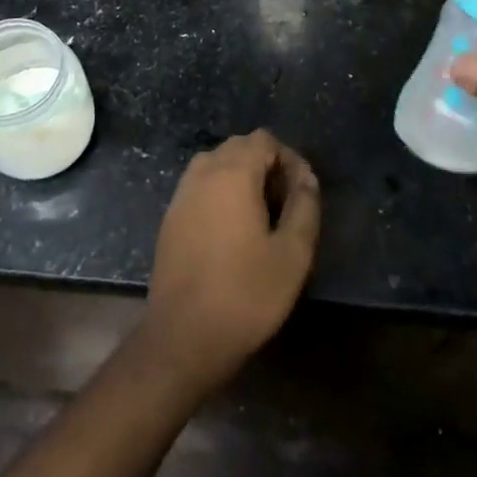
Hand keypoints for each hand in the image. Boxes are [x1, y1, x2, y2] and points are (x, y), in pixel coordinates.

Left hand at [139, 130, 320, 397]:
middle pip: (238, 147)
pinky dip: (219, 192)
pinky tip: (232, 230)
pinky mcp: (170, 217)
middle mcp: (202, 173)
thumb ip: (304, 206)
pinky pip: (199, 186)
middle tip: (285, 203)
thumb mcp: (292, 254)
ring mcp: (181, 194)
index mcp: (233, 173)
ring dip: (241, 177)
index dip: (288, 157)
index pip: (263, 140)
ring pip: (215, 164)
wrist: (183, 337)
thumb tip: (307, 178)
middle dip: (265, 164)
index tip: (303, 191)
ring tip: (261, 215)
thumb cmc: (246, 294)